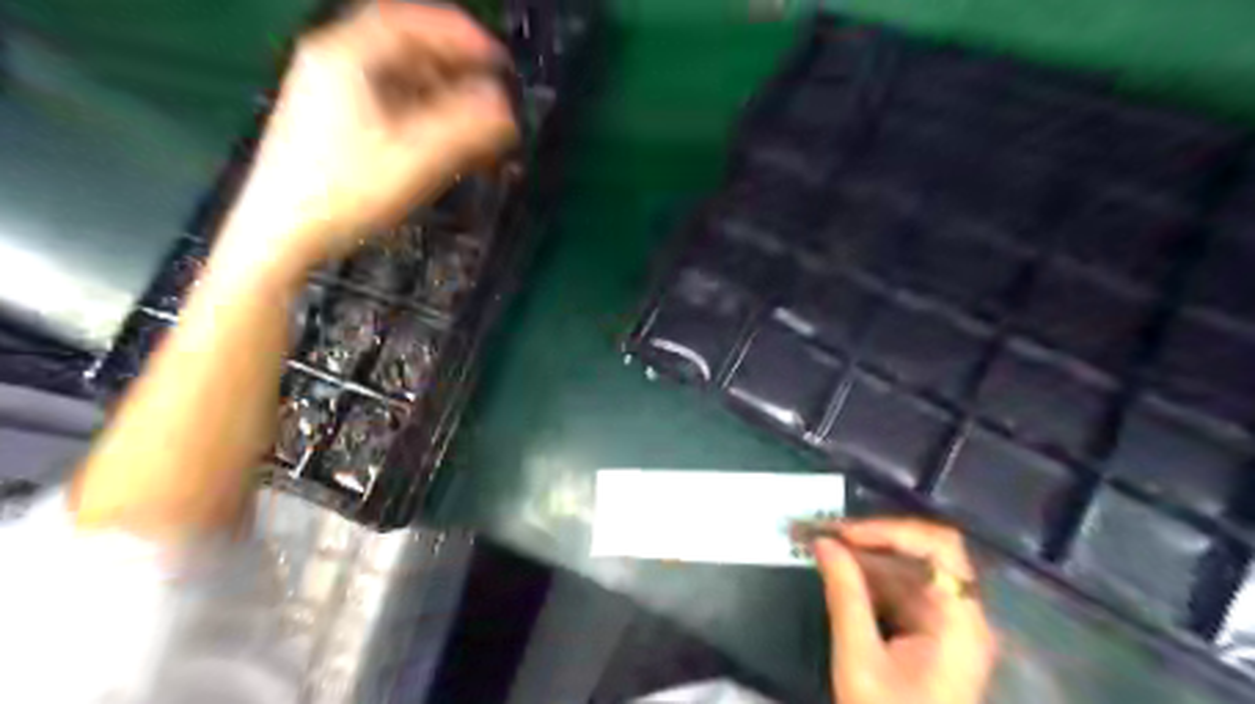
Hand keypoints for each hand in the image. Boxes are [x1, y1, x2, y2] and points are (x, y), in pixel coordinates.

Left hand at [219, 2, 519, 273]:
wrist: (282, 233)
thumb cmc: (343, 192)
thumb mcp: (414, 158)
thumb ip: (465, 129)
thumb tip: (505, 108)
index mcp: (346, 57)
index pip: (410, 23)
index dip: (460, 35)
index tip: (495, 59)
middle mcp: (332, 64)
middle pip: (404, 47)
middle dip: (454, 66)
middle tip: (490, 88)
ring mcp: (327, 92)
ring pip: (396, 76)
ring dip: (440, 91)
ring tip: (472, 117)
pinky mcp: (330, 121)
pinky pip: (386, 101)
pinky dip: (420, 110)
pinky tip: (438, 136)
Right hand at [814, 517, 1000, 702]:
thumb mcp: (859, 659)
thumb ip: (844, 594)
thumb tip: (824, 542)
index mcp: (959, 622)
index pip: (939, 548)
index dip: (892, 530)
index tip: (844, 534)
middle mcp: (961, 614)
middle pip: (923, 554)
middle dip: (869, 539)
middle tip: (822, 532)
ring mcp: (946, 623)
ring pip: (907, 569)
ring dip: (863, 555)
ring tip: (819, 545)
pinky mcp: (929, 632)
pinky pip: (899, 589)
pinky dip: (867, 576)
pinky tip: (835, 571)